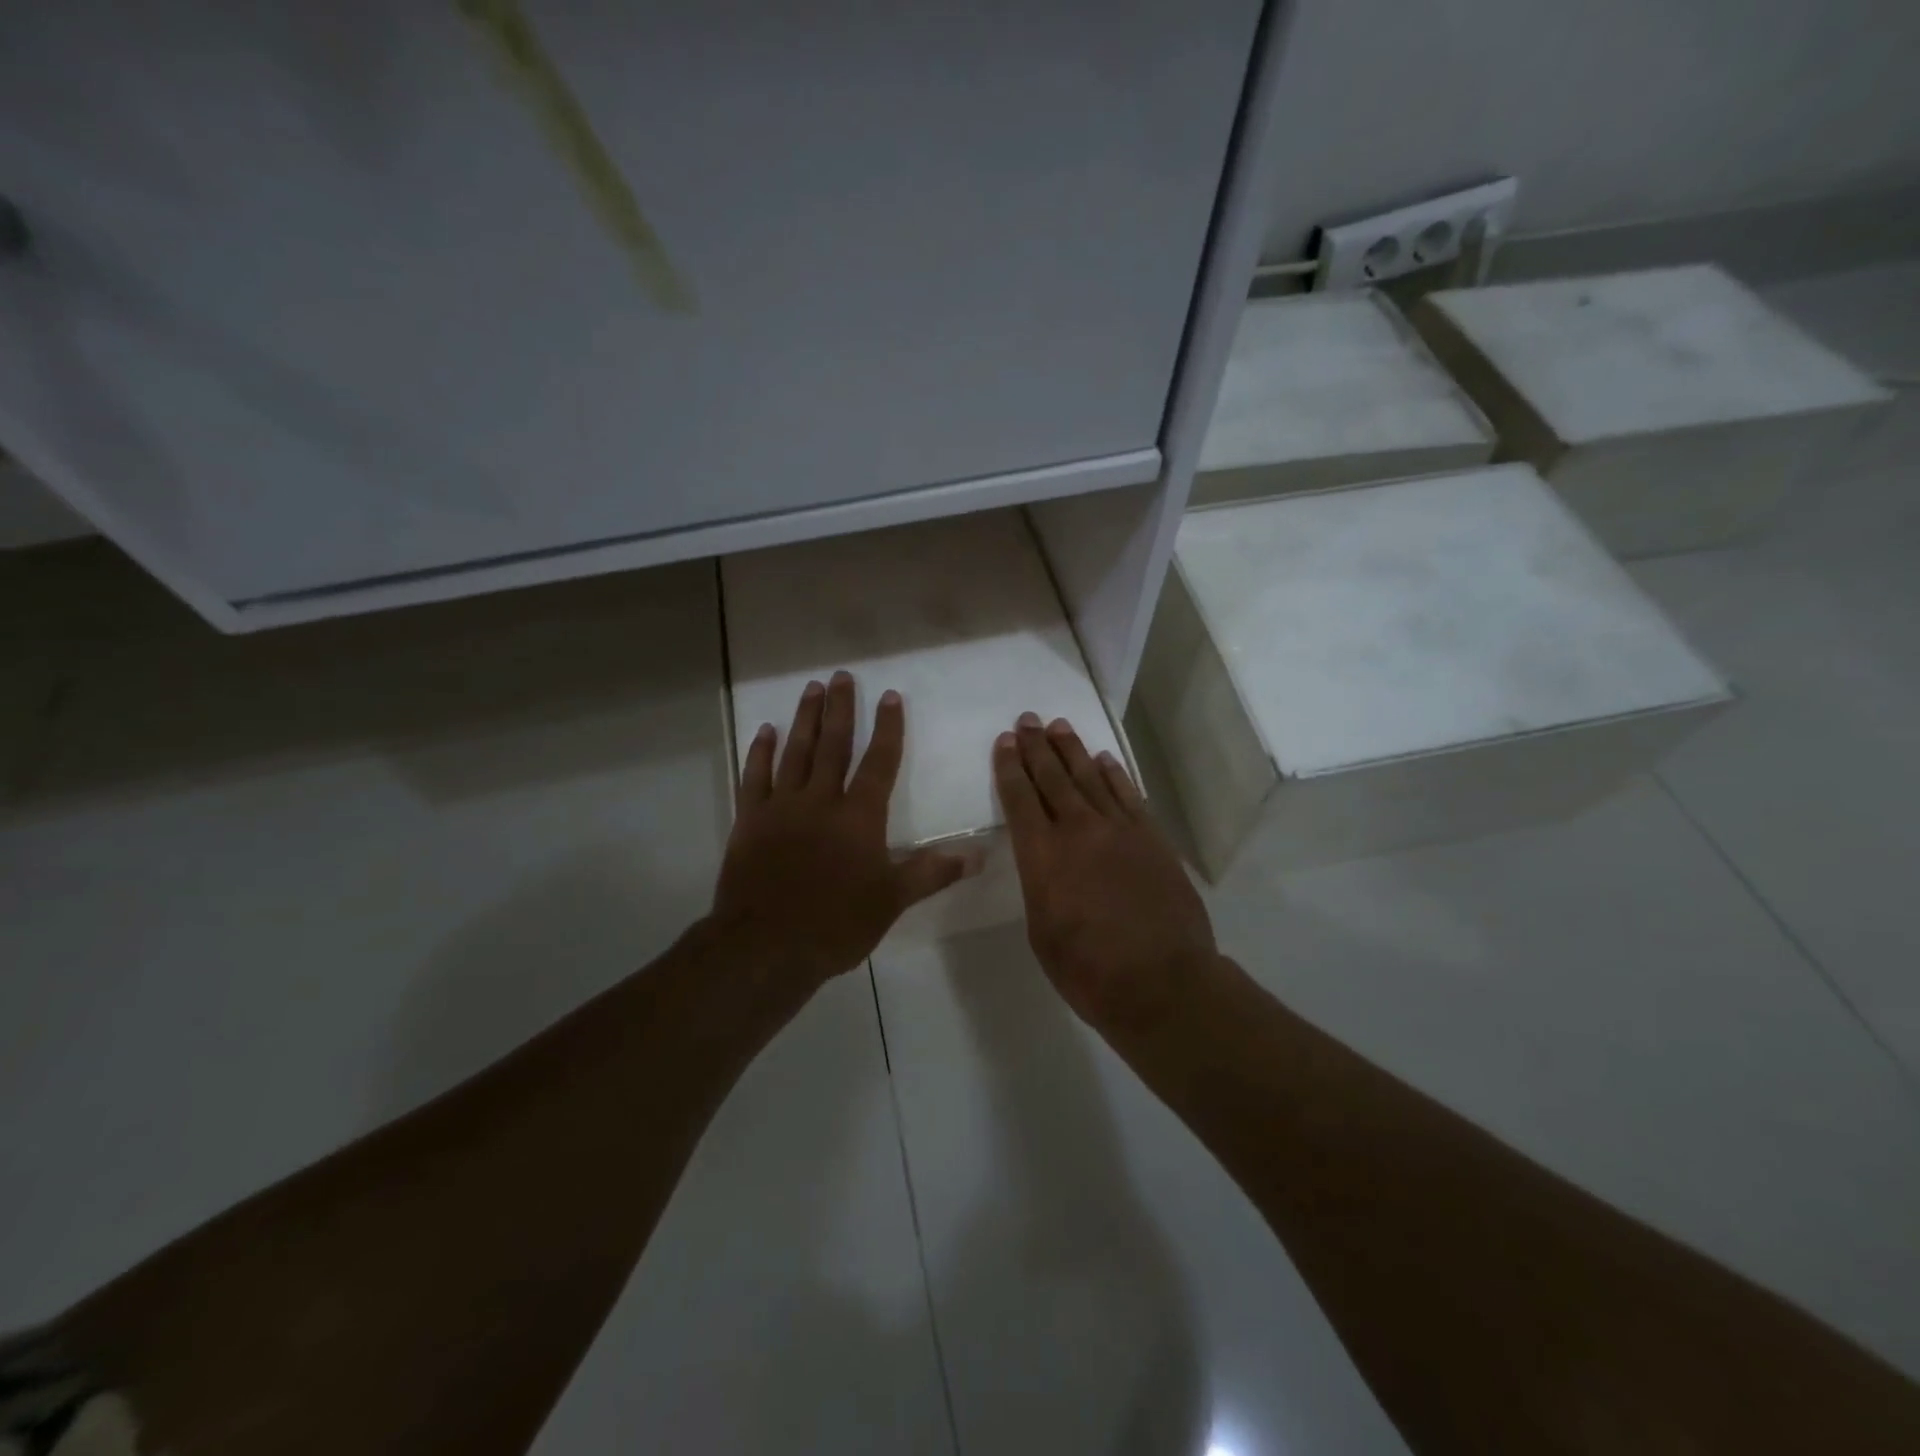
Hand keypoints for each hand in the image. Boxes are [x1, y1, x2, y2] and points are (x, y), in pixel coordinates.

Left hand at [711, 671, 966, 987]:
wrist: (766, 948)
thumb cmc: (836, 924)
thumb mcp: (891, 901)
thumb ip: (932, 872)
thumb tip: (979, 854)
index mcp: (859, 817)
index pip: (878, 762)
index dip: (887, 728)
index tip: (890, 696)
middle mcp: (820, 801)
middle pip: (833, 745)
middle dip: (840, 708)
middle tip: (841, 676)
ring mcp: (781, 807)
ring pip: (795, 752)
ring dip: (805, 719)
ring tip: (811, 689)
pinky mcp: (750, 821)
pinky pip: (755, 777)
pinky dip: (760, 752)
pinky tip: (765, 731)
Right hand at [994, 713, 1221, 1031]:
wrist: (1162, 983)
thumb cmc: (1088, 970)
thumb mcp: (1041, 932)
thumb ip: (1040, 886)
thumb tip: (1047, 864)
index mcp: (1042, 856)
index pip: (1020, 798)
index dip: (1009, 767)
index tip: (1004, 741)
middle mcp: (1077, 830)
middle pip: (1052, 777)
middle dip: (1036, 746)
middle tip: (1027, 720)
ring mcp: (1119, 830)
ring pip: (1089, 777)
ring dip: (1071, 750)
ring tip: (1058, 726)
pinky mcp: (1151, 838)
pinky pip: (1127, 794)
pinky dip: (1113, 773)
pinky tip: (1103, 759)